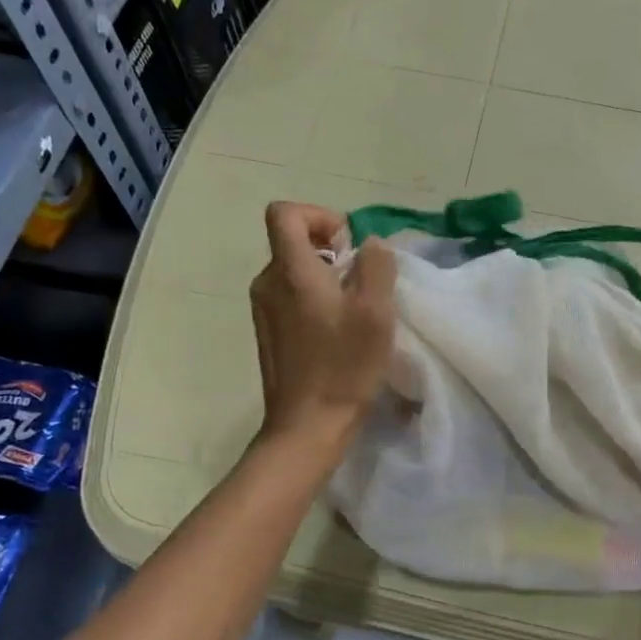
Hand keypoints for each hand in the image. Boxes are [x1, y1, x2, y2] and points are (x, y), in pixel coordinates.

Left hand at [249, 201, 396, 457]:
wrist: (308, 425)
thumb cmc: (344, 367)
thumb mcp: (376, 312)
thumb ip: (376, 266)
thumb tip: (369, 243)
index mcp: (291, 271)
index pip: (285, 213)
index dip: (319, 215)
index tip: (348, 244)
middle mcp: (268, 283)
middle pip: (293, 241)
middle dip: (331, 249)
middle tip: (362, 283)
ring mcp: (264, 309)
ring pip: (295, 270)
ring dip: (326, 277)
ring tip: (354, 310)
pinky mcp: (269, 331)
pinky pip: (291, 296)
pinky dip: (315, 299)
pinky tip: (338, 332)